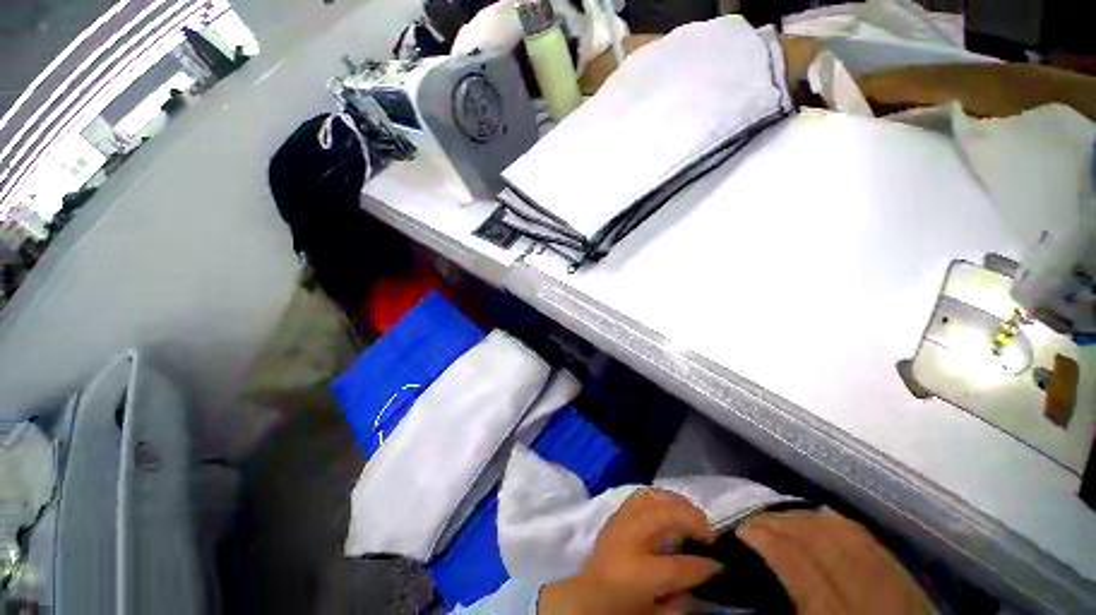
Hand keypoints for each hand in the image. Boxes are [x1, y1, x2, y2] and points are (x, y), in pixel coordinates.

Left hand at [539, 489, 722, 613]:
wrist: (586, 594)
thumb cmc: (622, 605)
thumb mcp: (656, 613)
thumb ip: (682, 598)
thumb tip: (702, 575)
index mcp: (642, 573)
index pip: (683, 566)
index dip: (706, 564)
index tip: (720, 563)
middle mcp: (631, 538)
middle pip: (668, 516)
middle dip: (694, 520)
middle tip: (708, 533)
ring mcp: (621, 521)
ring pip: (655, 498)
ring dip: (678, 504)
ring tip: (691, 516)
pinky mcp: (617, 513)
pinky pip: (641, 496)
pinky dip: (659, 497)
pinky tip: (668, 505)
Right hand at [736, 509, 933, 614]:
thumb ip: (784, 600)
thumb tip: (748, 570)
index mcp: (833, 611)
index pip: (793, 559)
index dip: (763, 538)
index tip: (740, 531)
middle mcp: (863, 587)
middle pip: (815, 537)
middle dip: (777, 522)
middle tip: (753, 522)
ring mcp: (888, 574)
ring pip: (839, 528)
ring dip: (801, 516)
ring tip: (778, 518)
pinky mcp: (902, 569)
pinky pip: (863, 533)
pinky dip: (833, 520)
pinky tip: (816, 518)